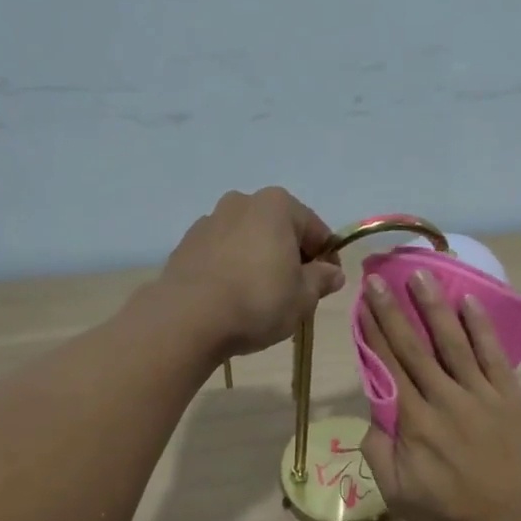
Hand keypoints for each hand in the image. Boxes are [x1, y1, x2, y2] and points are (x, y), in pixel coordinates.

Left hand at [160, 188, 344, 357]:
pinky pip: (222, 253)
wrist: (188, 318)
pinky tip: (233, 296)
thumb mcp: (303, 297)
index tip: (328, 285)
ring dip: (260, 260)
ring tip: (261, 297)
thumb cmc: (257, 302)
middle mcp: (242, 202)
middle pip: (280, 230)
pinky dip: (233, 267)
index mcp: (277, 206)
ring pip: (249, 240)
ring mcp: (210, 220)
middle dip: (291, 256)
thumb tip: (332, 273)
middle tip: (296, 292)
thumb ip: (322, 280)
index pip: (316, 230)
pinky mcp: (187, 243)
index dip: (327, 258)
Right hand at [358, 268, 520, 520]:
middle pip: (414, 347)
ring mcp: (480, 394)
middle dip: (394, 310)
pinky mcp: (510, 396)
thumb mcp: (398, 494)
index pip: (388, 367)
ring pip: (452, 342)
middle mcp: (443, 398)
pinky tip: (469, 303)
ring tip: (421, 276)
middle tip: (380, 278)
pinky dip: (480, 328)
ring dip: (434, 308)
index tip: (363, 304)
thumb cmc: (451, 512)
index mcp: (413, 421)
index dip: (374, 333)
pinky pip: (493, 355)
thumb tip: (372, 416)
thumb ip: (378, 452)